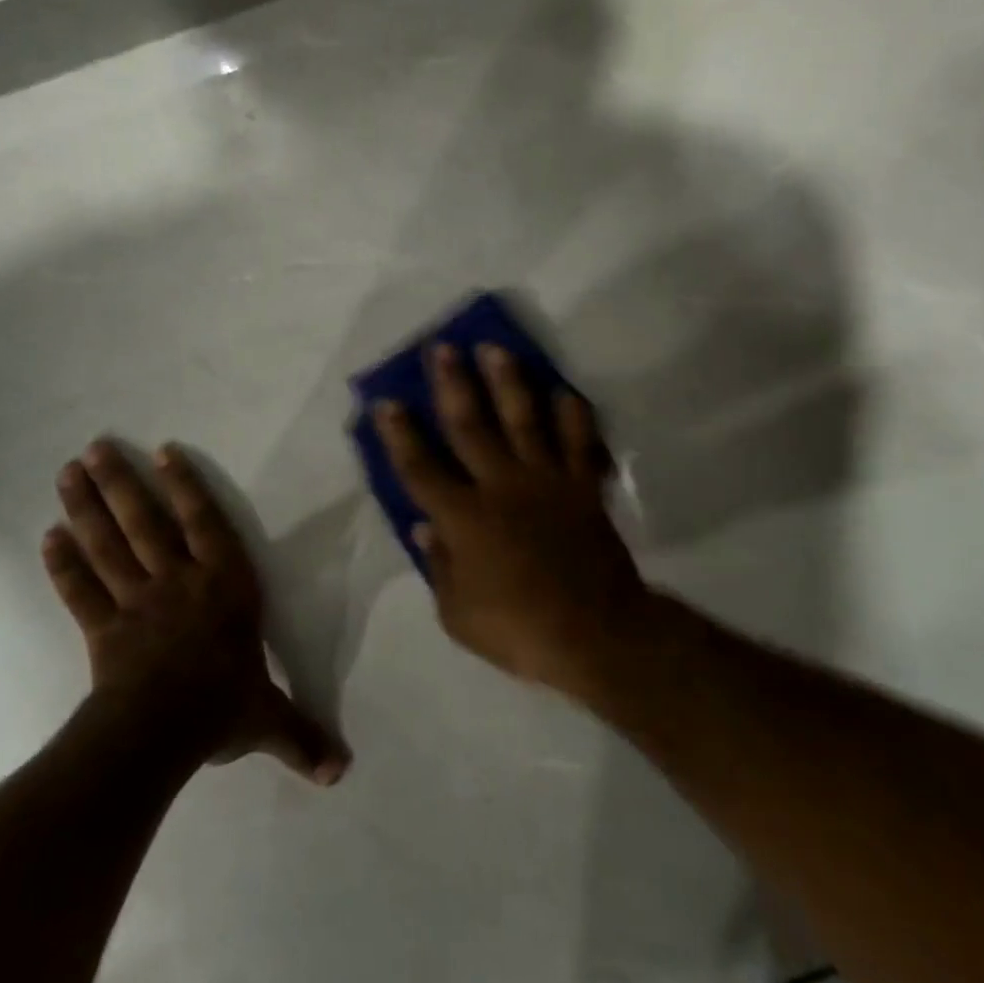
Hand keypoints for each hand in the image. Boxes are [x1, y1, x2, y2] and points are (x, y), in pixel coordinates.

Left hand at [43, 441, 350, 784]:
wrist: (160, 733)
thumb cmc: (222, 707)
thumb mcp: (269, 717)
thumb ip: (301, 734)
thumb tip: (342, 773)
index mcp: (223, 584)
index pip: (205, 524)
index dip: (185, 486)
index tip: (162, 451)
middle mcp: (178, 580)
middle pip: (144, 523)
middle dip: (120, 483)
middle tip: (94, 447)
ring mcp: (136, 601)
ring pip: (109, 546)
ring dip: (87, 508)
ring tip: (68, 472)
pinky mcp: (103, 628)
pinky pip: (82, 591)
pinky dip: (64, 565)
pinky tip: (48, 537)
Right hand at [375, 343, 649, 695]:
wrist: (596, 634)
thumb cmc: (519, 629)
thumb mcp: (458, 615)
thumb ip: (439, 567)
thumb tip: (423, 527)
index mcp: (464, 518)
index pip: (421, 468)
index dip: (400, 434)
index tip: (387, 401)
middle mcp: (501, 486)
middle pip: (470, 425)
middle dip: (452, 384)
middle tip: (442, 348)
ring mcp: (545, 480)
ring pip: (523, 419)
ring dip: (508, 381)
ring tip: (496, 348)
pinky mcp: (582, 485)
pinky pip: (579, 441)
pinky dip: (574, 415)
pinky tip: (564, 390)